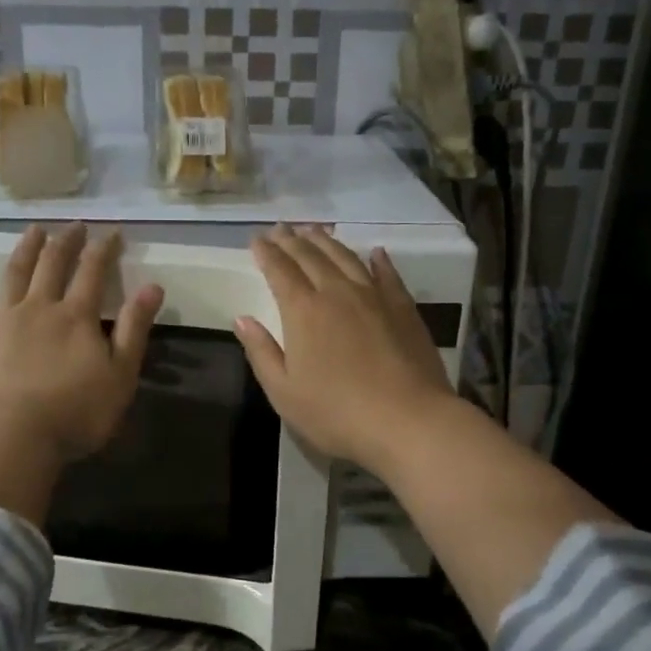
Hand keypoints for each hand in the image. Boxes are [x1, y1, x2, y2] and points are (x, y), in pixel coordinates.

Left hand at [0, 223, 163, 462]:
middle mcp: (37, 310)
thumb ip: (135, 328)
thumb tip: (152, 286)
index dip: (104, 249)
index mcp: (75, 316)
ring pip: (11, 279)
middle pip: (51, 265)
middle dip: (65, 242)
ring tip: (31, 232)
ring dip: (23, 253)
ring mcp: (0, 326)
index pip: (92, 272)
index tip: (112, 232)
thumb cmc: (75, 411)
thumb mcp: (121, 374)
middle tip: (73, 225)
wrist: (11, 437)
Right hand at [233, 224, 455, 468]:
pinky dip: (377, 260)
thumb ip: (261, 352)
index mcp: (303, 311)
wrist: (408, 421)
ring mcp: (374, 297)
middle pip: (311, 256)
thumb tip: (242, 319)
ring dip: (327, 241)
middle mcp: (337, 293)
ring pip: (346, 257)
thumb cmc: (337, 413)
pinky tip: (374, 253)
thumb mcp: (284, 392)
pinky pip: (387, 274)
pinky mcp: (403, 308)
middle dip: (292, 240)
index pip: (280, 270)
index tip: (256, 240)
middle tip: (281, 228)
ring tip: (314, 230)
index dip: (266, 253)